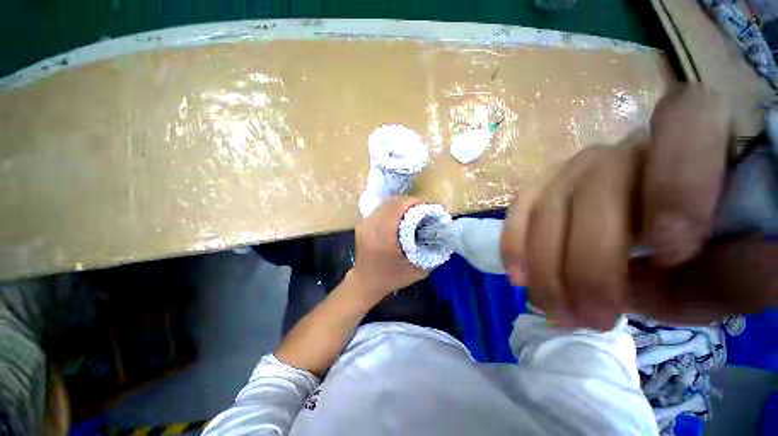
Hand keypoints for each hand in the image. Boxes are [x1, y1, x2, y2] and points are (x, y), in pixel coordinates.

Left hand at [350, 196, 429, 304]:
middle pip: (392, 202)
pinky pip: (380, 209)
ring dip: (401, 205)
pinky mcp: (362, 224)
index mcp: (383, 234)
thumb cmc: (390, 278)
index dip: (416, 202)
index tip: (429, 208)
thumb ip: (432, 253)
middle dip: (411, 202)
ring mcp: (365, 223)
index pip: (399, 206)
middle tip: (424, 210)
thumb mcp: (417, 270)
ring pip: (385, 203)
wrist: (364, 282)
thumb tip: (443, 237)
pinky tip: (401, 217)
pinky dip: (393, 209)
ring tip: (414, 212)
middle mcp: (371, 224)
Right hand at [501, 84, 777, 328]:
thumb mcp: (751, 264)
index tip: (669, 254)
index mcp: (702, 137)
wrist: (684, 227)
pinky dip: (516, 241)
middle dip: (588, 259)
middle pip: (595, 185)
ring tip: (550, 306)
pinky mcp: (549, 186)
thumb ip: (736, 273)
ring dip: (543, 260)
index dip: (676, 185)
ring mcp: (579, 166)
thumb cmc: (729, 243)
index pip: (687, 125)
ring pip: (548, 201)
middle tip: (592, 317)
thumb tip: (666, 279)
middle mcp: (629, 144)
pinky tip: (518, 274)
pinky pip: (523, 206)